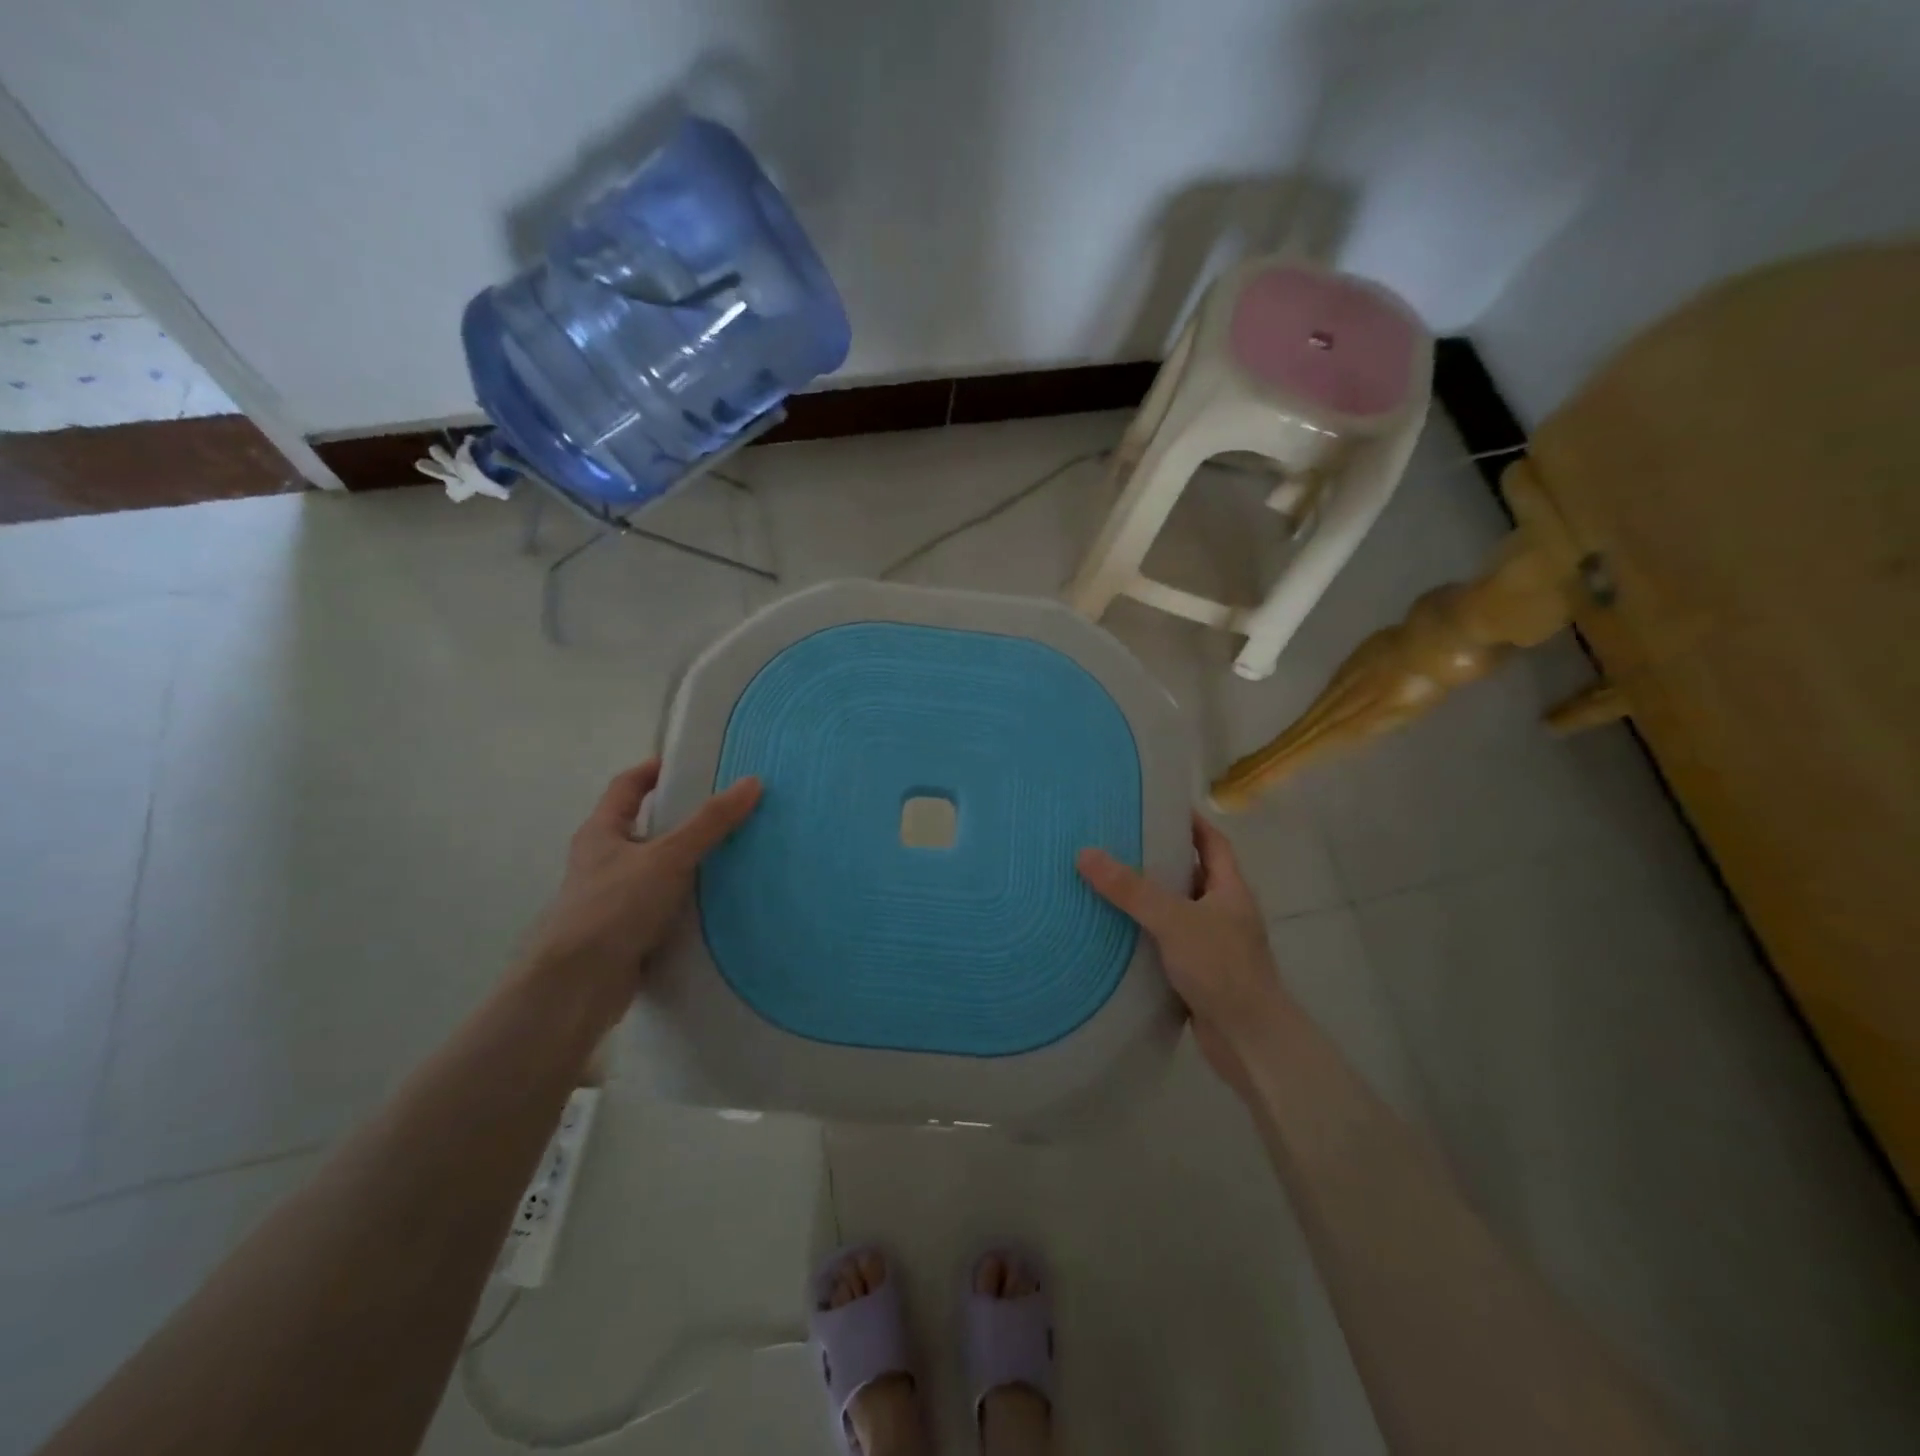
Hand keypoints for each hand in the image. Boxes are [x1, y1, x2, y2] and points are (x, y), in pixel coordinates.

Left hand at [523, 759, 760, 1012]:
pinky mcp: (625, 932)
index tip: (689, 765)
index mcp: (601, 832)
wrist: (577, 986)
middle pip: (644, 828)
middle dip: (681, 819)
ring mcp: (611, 899)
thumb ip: (710, 822)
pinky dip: (686, 900)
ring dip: (687, 862)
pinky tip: (717, 902)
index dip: (653, 771)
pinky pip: (662, 905)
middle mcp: (602, 861)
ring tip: (732, 853)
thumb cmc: (614, 907)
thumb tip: (752, 783)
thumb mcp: (668, 857)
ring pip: (655, 869)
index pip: (627, 787)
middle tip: (725, 811)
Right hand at [1077, 815, 1292, 1096]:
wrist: (1250, 1041)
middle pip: (1191, 874)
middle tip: (1118, 842)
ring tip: (1107, 882)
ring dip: (1149, 900)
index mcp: (1230, 890)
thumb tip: (1086, 853)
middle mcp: (1224, 912)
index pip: (1213, 842)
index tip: (1156, 806)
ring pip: (1177, 911)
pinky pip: (1167, 943)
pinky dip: (1145, 935)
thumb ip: (1131, 889)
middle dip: (1159, 859)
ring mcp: (1213, 945)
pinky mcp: (1198, 974)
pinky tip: (1116, 933)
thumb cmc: (1221, 968)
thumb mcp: (1173, 920)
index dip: (1189, 822)